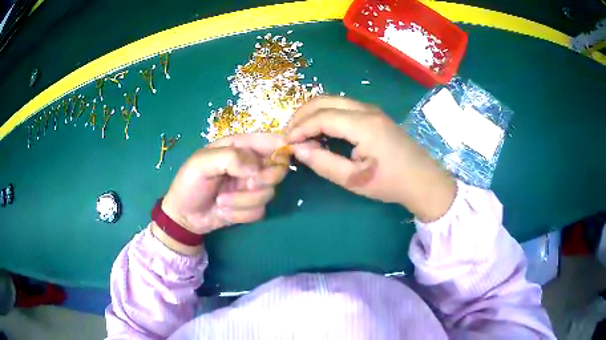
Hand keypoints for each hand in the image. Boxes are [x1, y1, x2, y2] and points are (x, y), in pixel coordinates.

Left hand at [156, 133, 288, 252]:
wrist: (184, 215)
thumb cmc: (189, 183)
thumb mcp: (202, 163)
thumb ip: (230, 158)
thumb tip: (257, 169)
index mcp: (240, 146)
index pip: (272, 141)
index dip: (283, 147)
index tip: (283, 158)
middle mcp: (251, 165)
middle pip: (279, 169)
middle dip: (263, 179)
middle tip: (247, 184)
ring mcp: (252, 187)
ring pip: (269, 193)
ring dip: (243, 201)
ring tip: (221, 201)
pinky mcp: (251, 207)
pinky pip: (260, 211)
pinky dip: (241, 214)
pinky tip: (224, 211)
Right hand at [286, 96, 455, 221]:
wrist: (423, 180)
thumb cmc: (390, 183)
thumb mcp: (354, 179)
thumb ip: (323, 163)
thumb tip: (298, 149)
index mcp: (364, 125)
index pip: (322, 117)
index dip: (299, 127)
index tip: (285, 142)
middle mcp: (367, 110)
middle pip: (325, 100)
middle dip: (302, 114)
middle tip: (289, 133)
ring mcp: (372, 110)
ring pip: (333, 101)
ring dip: (313, 113)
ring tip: (300, 132)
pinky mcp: (374, 115)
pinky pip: (343, 107)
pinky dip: (326, 115)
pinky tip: (320, 130)